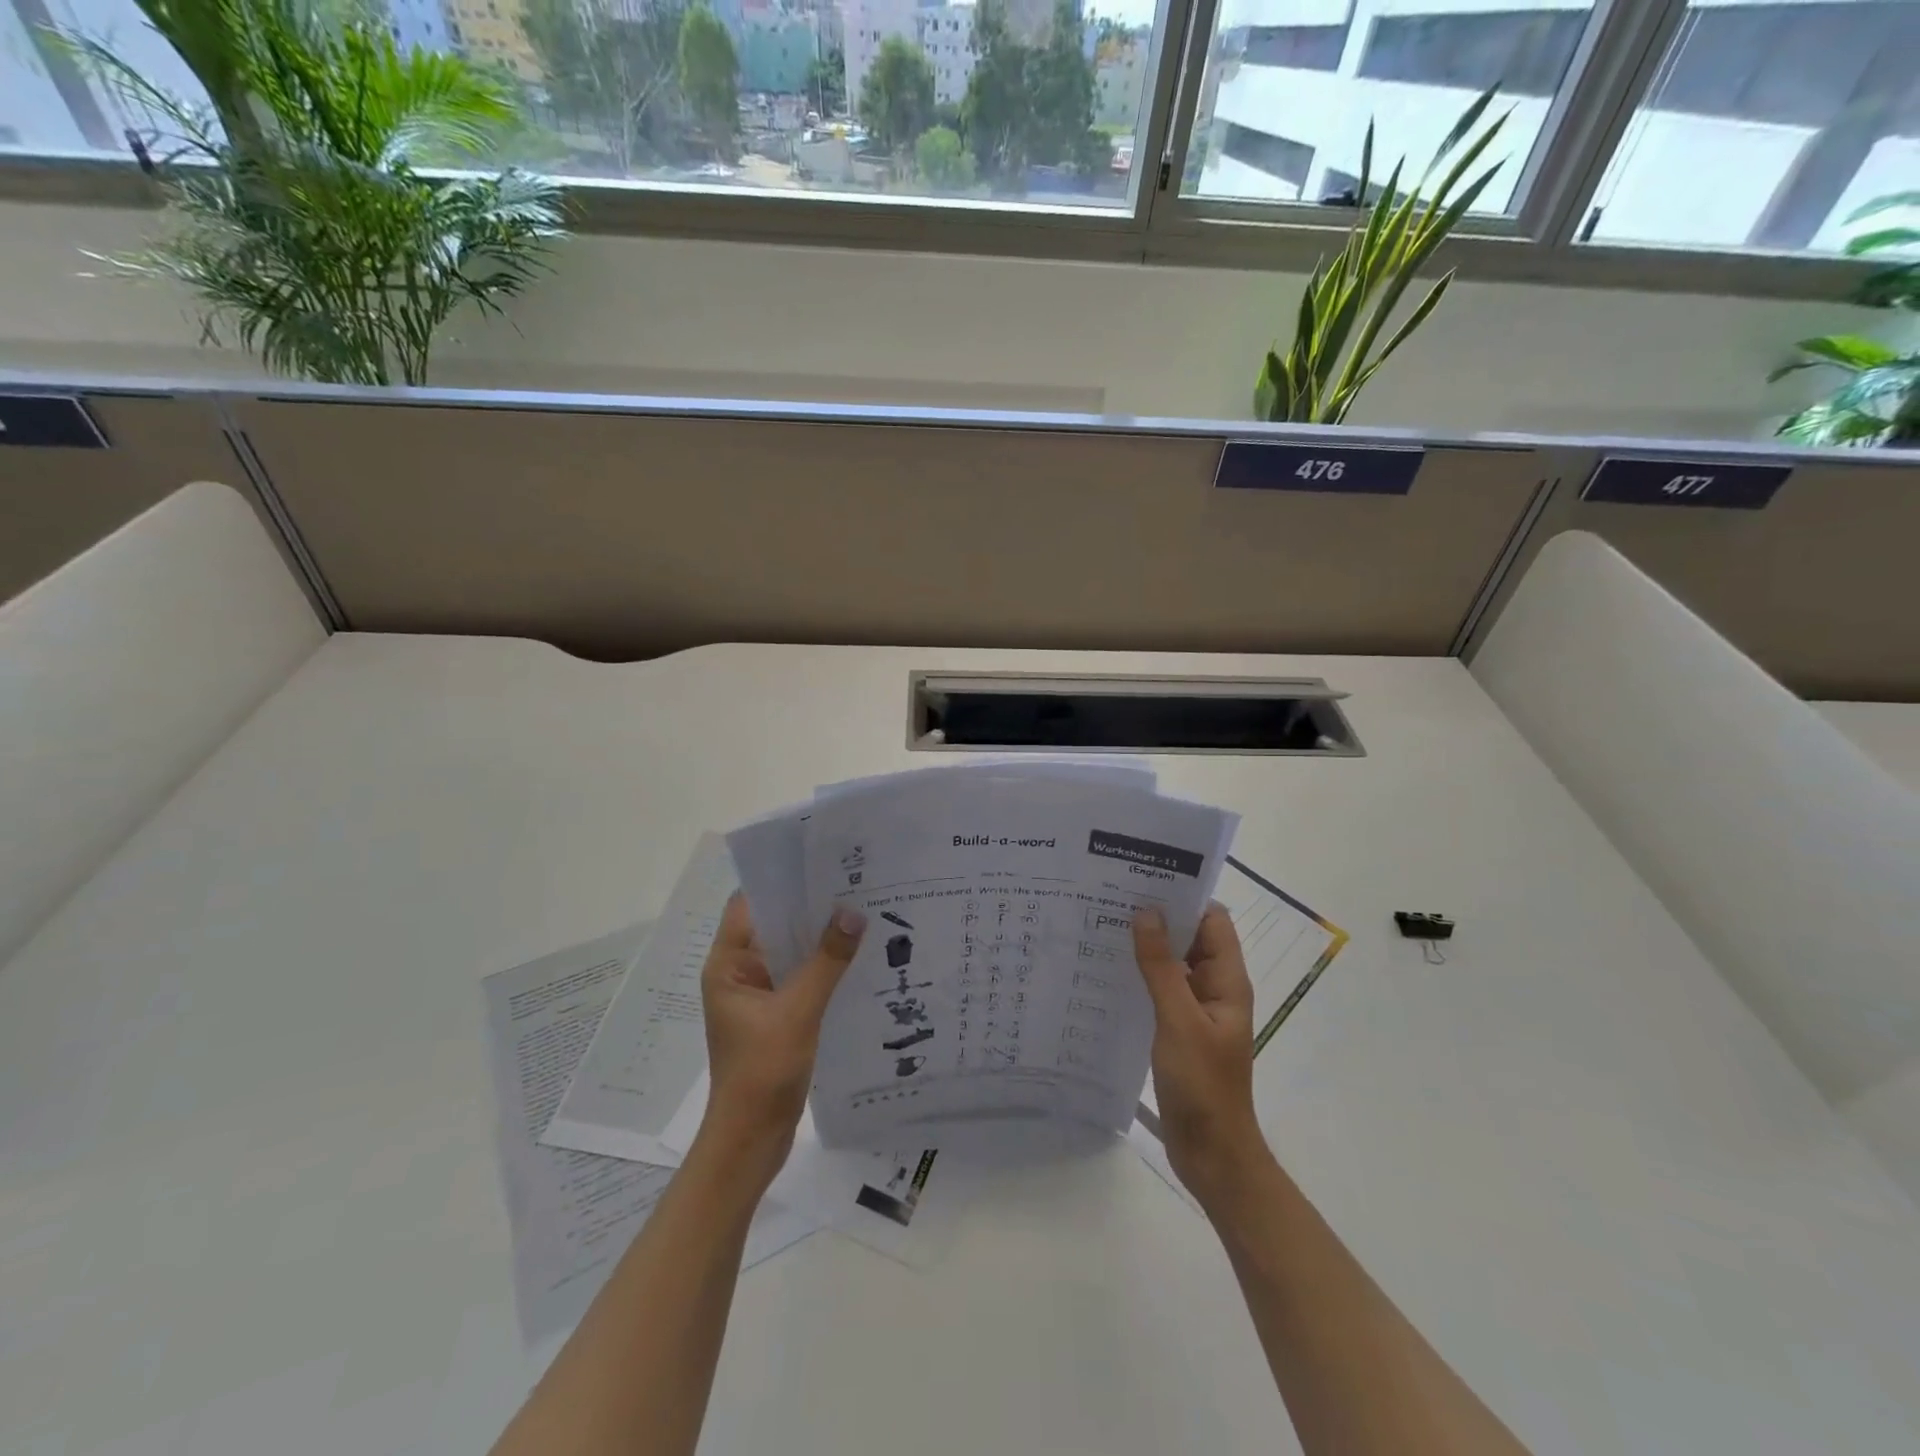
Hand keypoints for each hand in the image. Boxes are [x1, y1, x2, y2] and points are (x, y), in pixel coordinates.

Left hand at [697, 894, 864, 1179]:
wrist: (751, 1140)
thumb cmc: (762, 1071)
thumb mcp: (798, 1011)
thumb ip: (827, 961)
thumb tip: (853, 912)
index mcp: (729, 965)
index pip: (749, 905)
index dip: (780, 880)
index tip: (819, 861)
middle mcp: (741, 973)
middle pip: (774, 925)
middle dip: (810, 906)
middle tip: (855, 881)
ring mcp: (760, 995)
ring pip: (792, 952)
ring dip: (820, 937)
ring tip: (864, 910)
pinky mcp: (778, 1015)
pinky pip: (802, 977)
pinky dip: (825, 965)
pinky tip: (859, 957)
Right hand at [1133, 903, 1271, 1207]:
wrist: (1212, 1153)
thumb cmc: (1203, 1084)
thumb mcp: (1178, 1020)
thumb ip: (1161, 967)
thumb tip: (1146, 912)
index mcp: (1226, 980)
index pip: (1212, 920)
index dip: (1184, 896)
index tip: (1144, 878)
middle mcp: (1214, 988)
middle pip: (1190, 938)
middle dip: (1158, 918)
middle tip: (1111, 897)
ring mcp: (1196, 1010)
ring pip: (1172, 964)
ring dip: (1146, 947)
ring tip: (1101, 926)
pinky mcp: (1178, 1030)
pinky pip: (1160, 991)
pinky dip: (1140, 977)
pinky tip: (1106, 972)